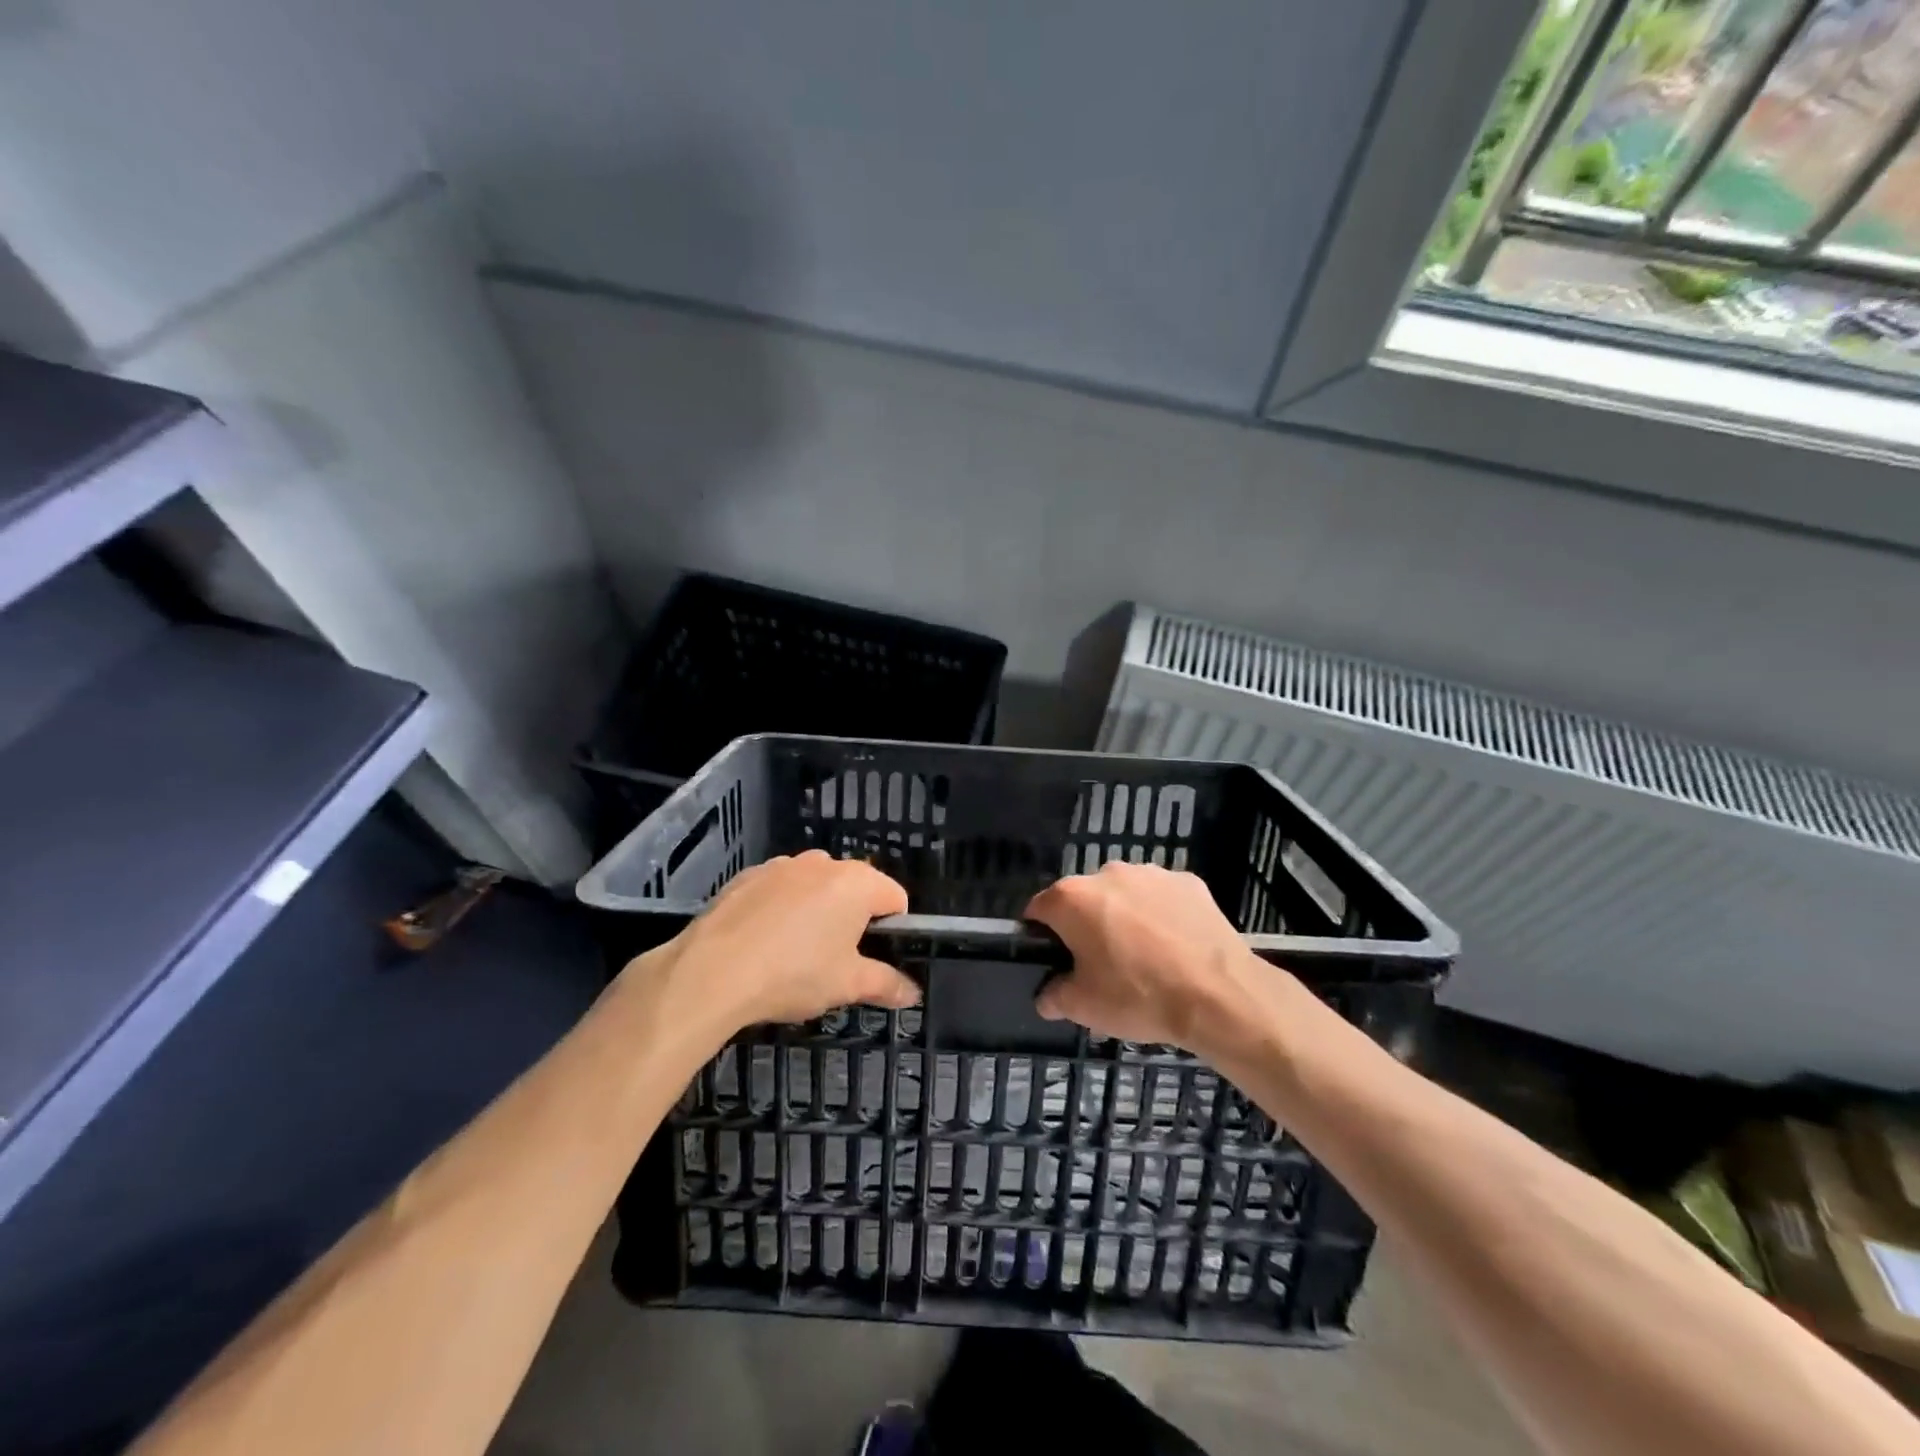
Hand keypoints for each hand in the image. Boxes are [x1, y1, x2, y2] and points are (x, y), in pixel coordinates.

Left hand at [641, 850, 917, 1036]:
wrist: (712, 971)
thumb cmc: (794, 974)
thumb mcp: (847, 985)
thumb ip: (886, 984)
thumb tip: (914, 994)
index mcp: (857, 883)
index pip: (895, 898)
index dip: (892, 930)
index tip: (872, 959)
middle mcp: (823, 862)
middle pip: (854, 888)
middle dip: (852, 919)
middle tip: (835, 960)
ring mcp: (782, 865)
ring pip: (815, 886)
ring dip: (816, 910)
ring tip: (795, 953)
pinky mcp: (748, 875)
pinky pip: (779, 889)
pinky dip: (781, 908)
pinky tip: (763, 942)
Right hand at [1025, 861, 1275, 1056]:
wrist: (1219, 995)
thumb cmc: (1139, 996)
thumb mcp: (1083, 1008)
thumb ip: (1054, 996)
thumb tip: (1047, 995)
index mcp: (1072, 898)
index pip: (1038, 910)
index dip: (1042, 937)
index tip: (1057, 962)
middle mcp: (1107, 873)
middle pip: (1083, 898)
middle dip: (1086, 925)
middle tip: (1102, 966)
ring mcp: (1151, 873)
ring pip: (1124, 894)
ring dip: (1124, 917)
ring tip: (1145, 958)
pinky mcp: (1188, 881)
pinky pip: (1162, 897)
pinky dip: (1161, 915)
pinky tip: (1176, 948)